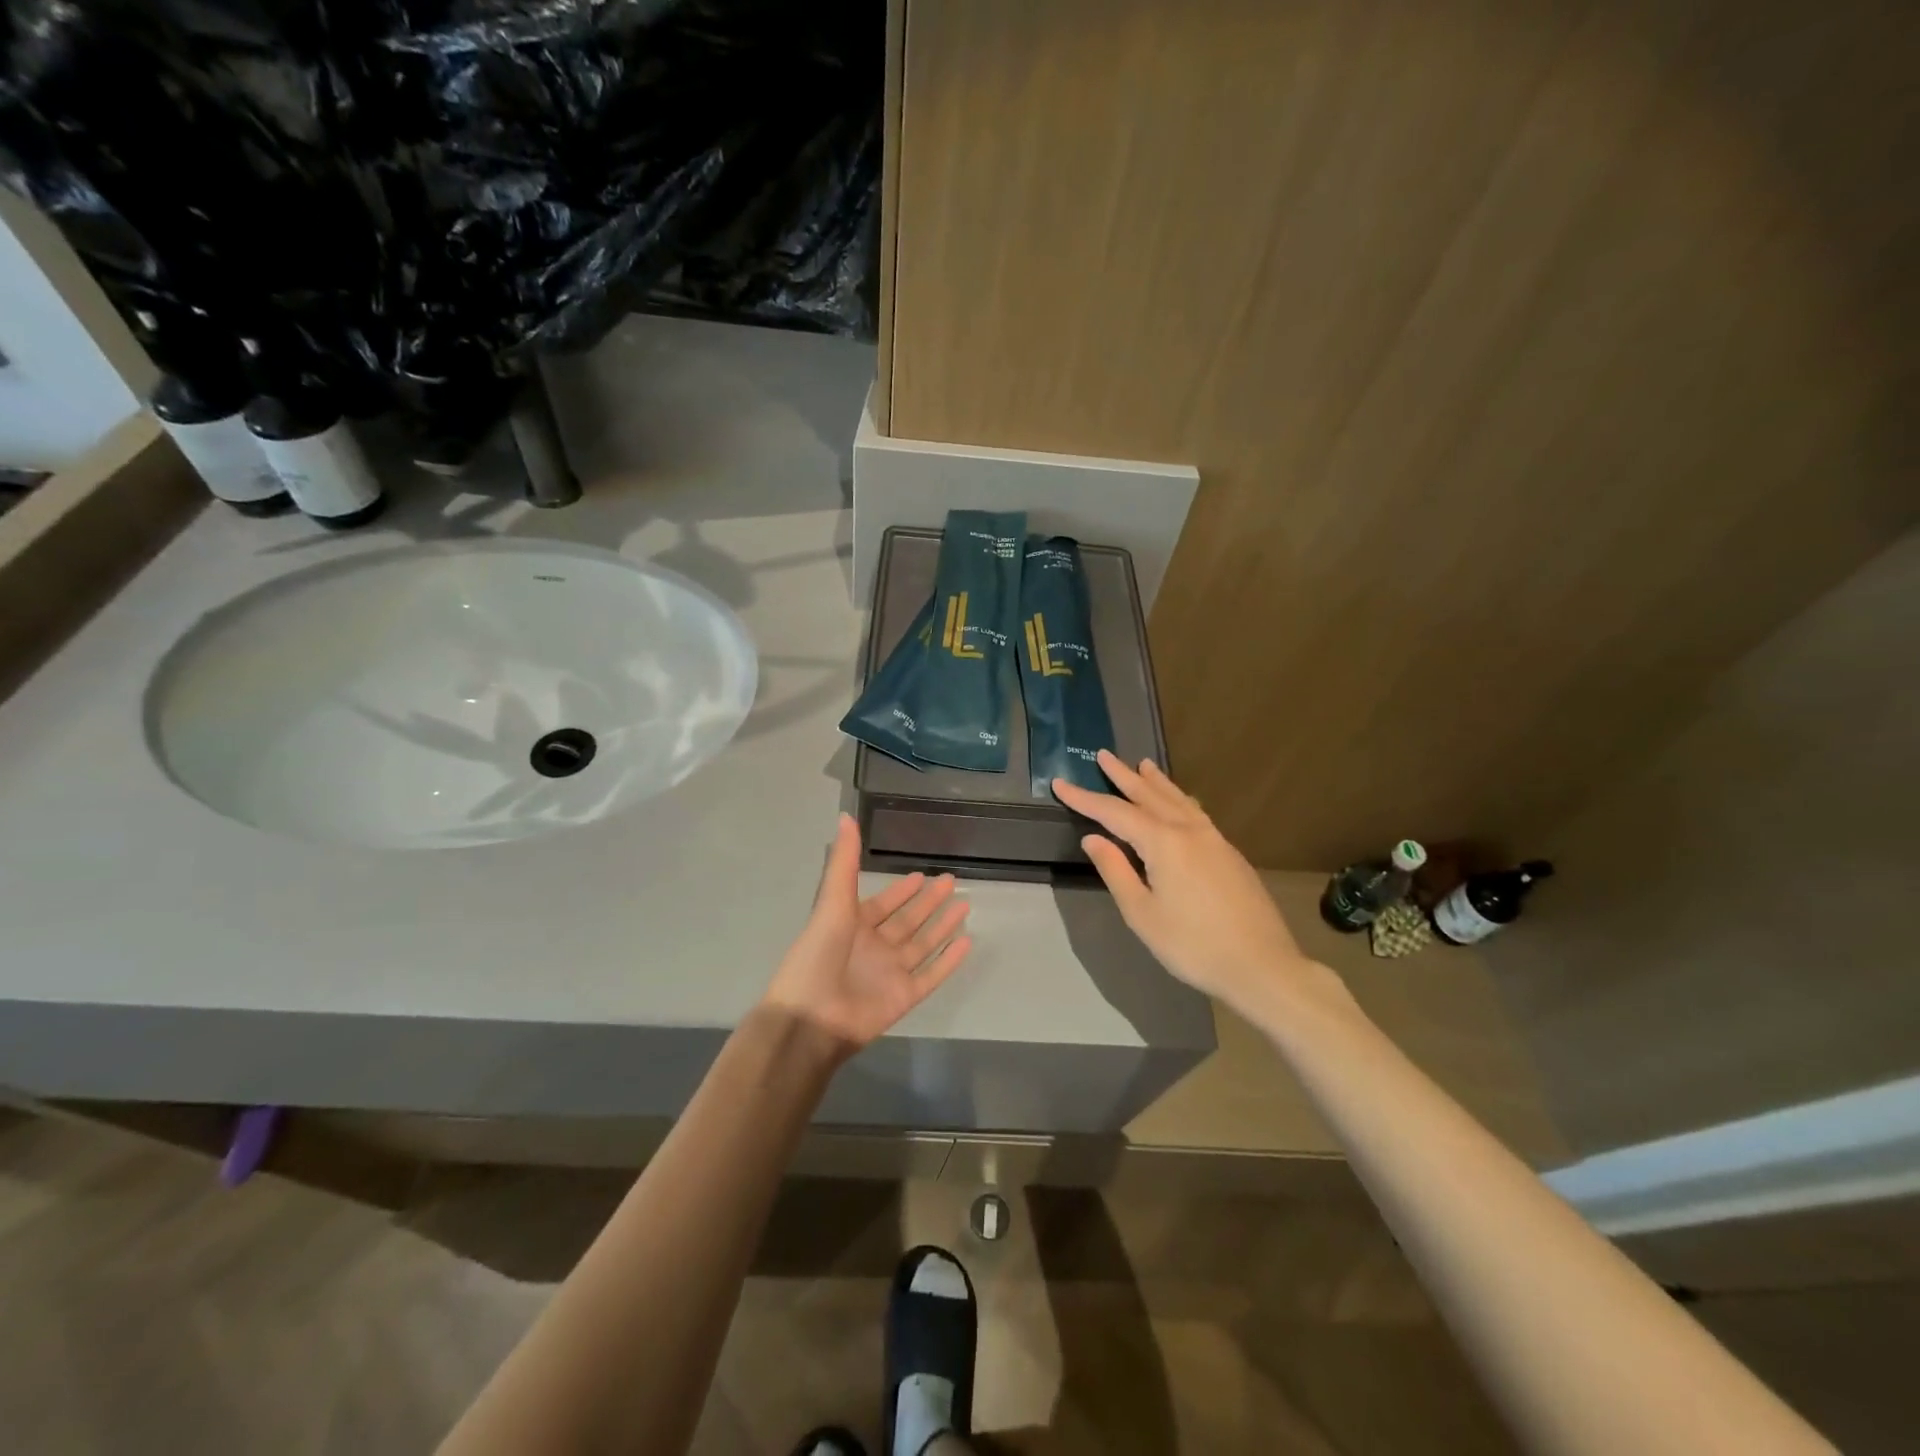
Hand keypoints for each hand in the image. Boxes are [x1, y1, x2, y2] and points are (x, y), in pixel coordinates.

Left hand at [762, 814, 972, 1054]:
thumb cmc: (818, 955)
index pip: (884, 904)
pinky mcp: (904, 996)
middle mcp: (874, 947)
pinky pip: (932, 975)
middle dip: (928, 903)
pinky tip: (967, 942)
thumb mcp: (832, 901)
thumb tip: (845, 816)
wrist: (811, 1016)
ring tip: (966, 906)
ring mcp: (890, 973)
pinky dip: (949, 960)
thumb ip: (843, 861)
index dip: (902, 891)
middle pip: (908, 921)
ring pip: (923, 945)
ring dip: (943, 926)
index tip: (922, 876)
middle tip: (952, 881)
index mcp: (853, 925)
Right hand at [1053, 752, 1329, 1016]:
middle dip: (1123, 776)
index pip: (1114, 813)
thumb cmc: (1193, 945)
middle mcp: (1189, 830)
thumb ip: (1115, 871)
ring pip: (1177, 800)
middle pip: (1149, 795)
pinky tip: (1179, 802)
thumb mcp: (1142, 913)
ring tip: (1143, 764)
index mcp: (1163, 842)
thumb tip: (1093, 838)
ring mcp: (1214, 839)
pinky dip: (1178, 798)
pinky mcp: (1229, 853)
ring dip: (1156, 781)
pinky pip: (1195, 812)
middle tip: (1103, 754)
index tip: (1060, 783)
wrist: (1262, 966)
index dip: (1084, 798)